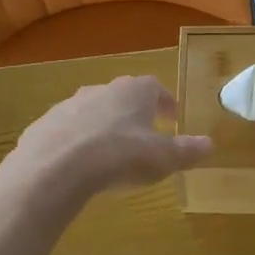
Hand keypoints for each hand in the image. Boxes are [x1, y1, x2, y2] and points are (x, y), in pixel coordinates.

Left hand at [2, 76, 212, 204]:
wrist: (55, 167)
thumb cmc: (119, 156)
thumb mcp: (162, 158)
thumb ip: (187, 150)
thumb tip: (210, 144)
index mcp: (134, 91)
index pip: (155, 87)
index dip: (165, 101)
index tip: (171, 116)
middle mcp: (101, 90)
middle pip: (122, 96)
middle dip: (134, 113)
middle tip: (144, 133)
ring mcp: (69, 105)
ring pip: (93, 111)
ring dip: (104, 126)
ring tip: (111, 152)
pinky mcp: (44, 125)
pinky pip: (68, 130)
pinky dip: (77, 142)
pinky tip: (79, 165)